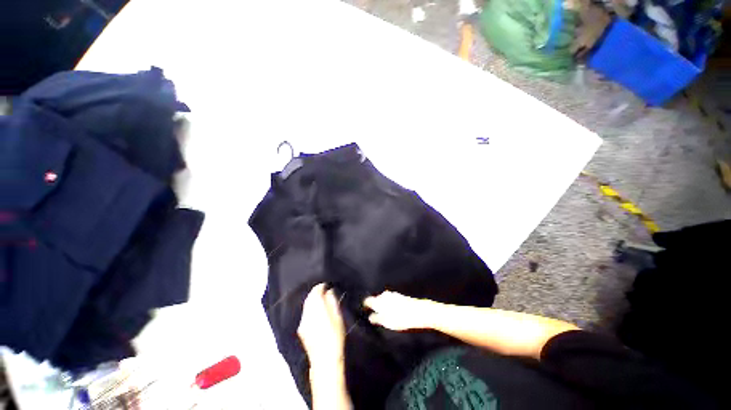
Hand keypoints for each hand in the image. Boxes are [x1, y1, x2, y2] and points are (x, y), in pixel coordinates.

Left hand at [298, 283, 345, 367]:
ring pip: (306, 305)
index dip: (321, 287)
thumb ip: (332, 301)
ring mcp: (303, 322)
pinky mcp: (301, 329)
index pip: (316, 291)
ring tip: (321, 300)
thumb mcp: (338, 317)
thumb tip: (329, 291)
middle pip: (309, 297)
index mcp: (316, 308)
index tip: (327, 285)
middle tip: (324, 291)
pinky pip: (305, 313)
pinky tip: (316, 312)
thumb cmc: (335, 336)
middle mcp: (307, 313)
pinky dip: (310, 309)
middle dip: (316, 293)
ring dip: (312, 301)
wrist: (325, 360)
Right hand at [363, 291, 433, 330]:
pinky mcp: (399, 296)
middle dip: (374, 305)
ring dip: (382, 305)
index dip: (365, 305)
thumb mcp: (386, 321)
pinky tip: (392, 311)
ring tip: (383, 314)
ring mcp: (392, 294)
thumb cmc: (400, 318)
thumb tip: (370, 317)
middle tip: (374, 314)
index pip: (367, 300)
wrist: (418, 311)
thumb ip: (376, 318)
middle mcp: (384, 295)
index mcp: (379, 300)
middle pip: (375, 299)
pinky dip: (389, 305)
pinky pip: (390, 300)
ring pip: (383, 299)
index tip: (364, 310)